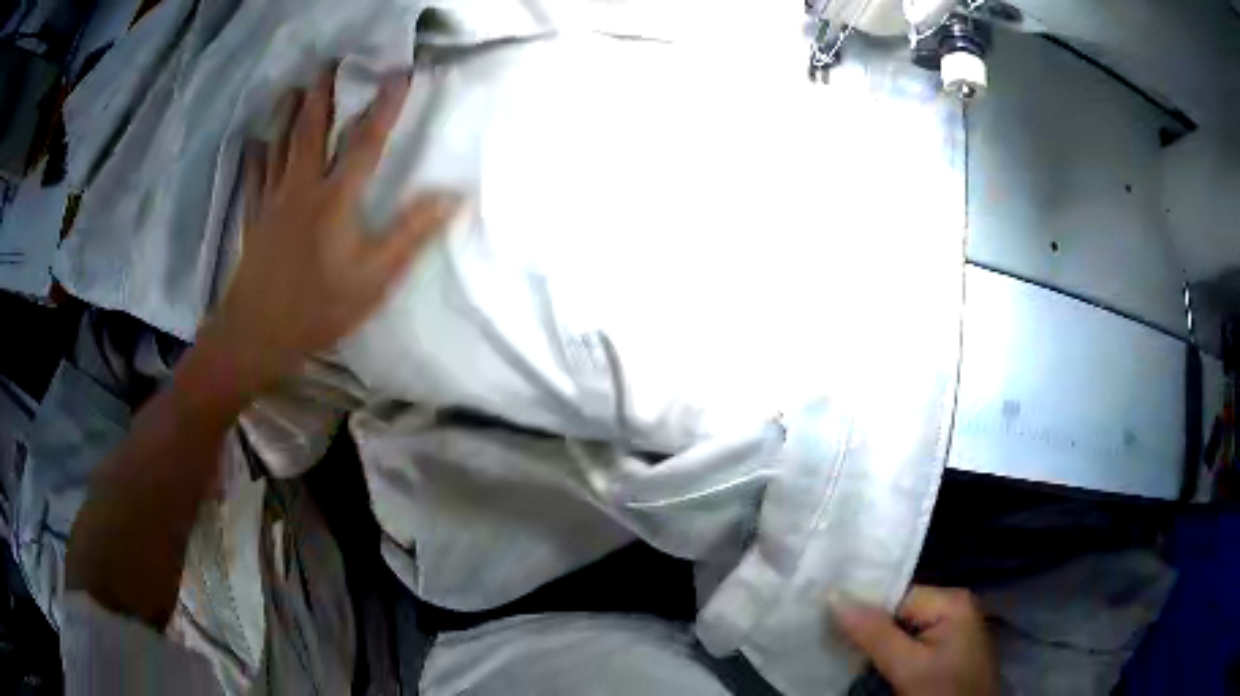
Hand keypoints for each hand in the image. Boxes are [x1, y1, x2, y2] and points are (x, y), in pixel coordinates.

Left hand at [203, 66, 459, 393]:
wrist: (257, 334)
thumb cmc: (318, 309)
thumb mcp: (374, 279)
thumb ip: (410, 234)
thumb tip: (450, 197)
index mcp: (335, 200)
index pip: (366, 142)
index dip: (385, 107)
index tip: (399, 75)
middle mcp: (302, 187)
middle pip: (313, 130)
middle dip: (324, 93)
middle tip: (330, 63)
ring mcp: (273, 200)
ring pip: (281, 145)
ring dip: (289, 113)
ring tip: (296, 88)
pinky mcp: (254, 217)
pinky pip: (255, 175)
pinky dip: (256, 155)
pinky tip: (255, 141)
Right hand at [832, 586, 998, 695]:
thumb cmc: (943, 691)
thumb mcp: (907, 667)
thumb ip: (874, 632)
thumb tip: (833, 595)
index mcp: (952, 600)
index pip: (896, 594)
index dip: (863, 607)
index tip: (825, 617)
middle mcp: (955, 606)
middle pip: (899, 610)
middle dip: (868, 626)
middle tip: (828, 635)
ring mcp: (952, 629)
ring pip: (902, 628)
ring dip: (876, 641)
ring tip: (842, 646)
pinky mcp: (947, 650)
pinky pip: (912, 641)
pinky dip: (890, 651)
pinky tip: (869, 658)